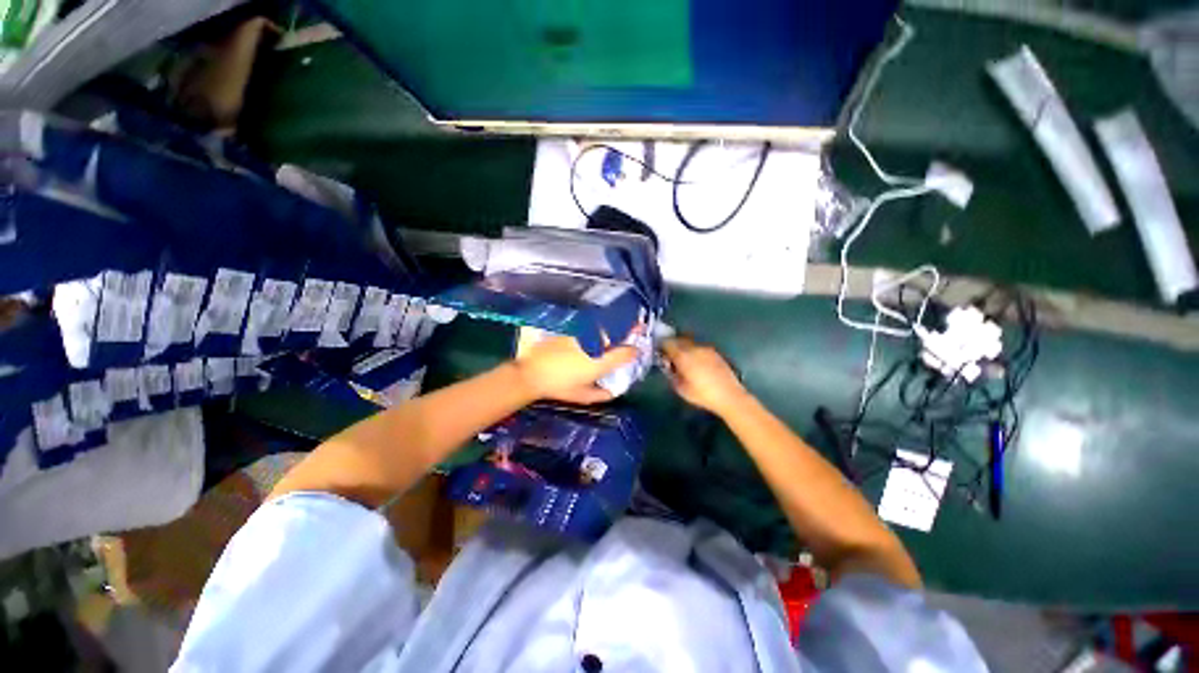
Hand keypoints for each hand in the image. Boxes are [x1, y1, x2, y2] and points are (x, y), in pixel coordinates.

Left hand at [513, 335, 636, 404]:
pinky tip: (599, 327)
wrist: (532, 373)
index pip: (625, 353)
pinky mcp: (572, 331)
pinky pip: (590, 326)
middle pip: (617, 333)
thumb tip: (612, 392)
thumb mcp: (582, 396)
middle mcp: (595, 346)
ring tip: (624, 322)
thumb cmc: (559, 387)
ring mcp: (583, 336)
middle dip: (631, 328)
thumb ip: (600, 395)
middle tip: (639, 325)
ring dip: (616, 324)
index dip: (635, 351)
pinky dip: (599, 326)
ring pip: (605, 327)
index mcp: (600, 363)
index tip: (638, 350)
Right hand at [661, 337, 748, 414]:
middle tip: (670, 356)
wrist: (729, 396)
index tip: (660, 353)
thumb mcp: (680, 388)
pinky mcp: (716, 353)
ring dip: (684, 349)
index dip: (662, 346)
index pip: (668, 343)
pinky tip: (697, 364)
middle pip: (679, 340)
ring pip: (690, 344)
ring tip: (684, 361)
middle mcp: (694, 348)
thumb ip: (672, 374)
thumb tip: (669, 367)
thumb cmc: (702, 394)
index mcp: (683, 356)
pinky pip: (700, 349)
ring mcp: (706, 349)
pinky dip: (695, 352)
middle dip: (673, 346)